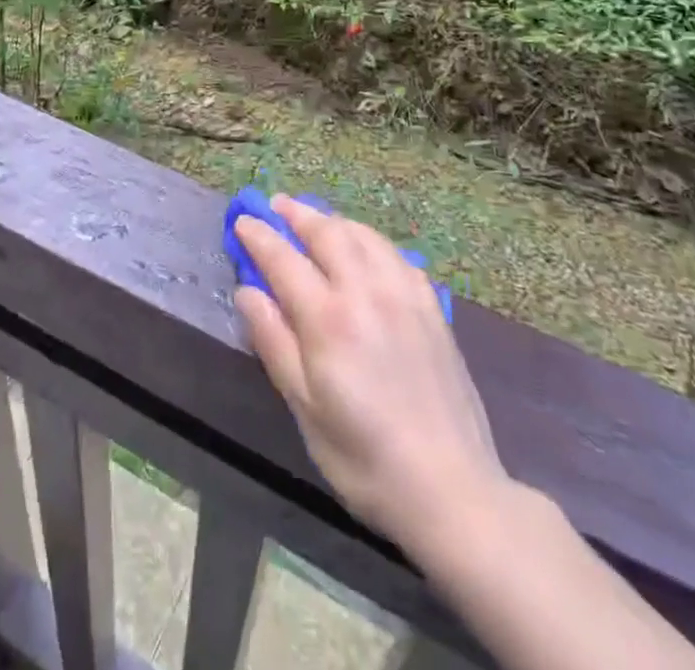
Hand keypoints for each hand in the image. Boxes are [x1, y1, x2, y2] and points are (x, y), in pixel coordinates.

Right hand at [234, 196, 508, 559]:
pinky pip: (395, 254)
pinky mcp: (431, 308)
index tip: (242, 221)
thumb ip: (273, 341)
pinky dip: (370, 239)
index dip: (259, 236)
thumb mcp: (304, 408)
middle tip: (275, 205)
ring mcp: (404, 295)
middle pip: (327, 232)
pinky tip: (365, 248)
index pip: (283, 258)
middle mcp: (366, 291)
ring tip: (315, 218)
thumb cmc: (364, 458)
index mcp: (328, 318)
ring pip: (363, 235)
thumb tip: (246, 290)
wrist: (452, 490)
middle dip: (297, 213)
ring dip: (333, 220)